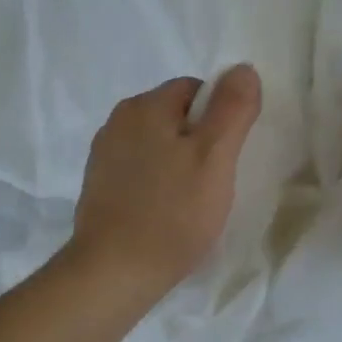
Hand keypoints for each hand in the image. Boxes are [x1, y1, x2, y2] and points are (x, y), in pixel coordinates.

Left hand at [67, 66, 262, 303]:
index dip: (220, 118)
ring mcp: (104, 155)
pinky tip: (166, 213)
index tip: (226, 156)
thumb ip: (232, 108)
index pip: (195, 90)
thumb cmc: (172, 213)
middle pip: (175, 116)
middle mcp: (117, 121)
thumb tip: (243, 68)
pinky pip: (139, 170)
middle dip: (199, 142)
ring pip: (157, 144)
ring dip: (178, 163)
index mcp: (143, 106)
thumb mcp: (215, 156)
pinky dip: (157, 183)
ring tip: (191, 202)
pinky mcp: (98, 186)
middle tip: (214, 181)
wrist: (114, 273)